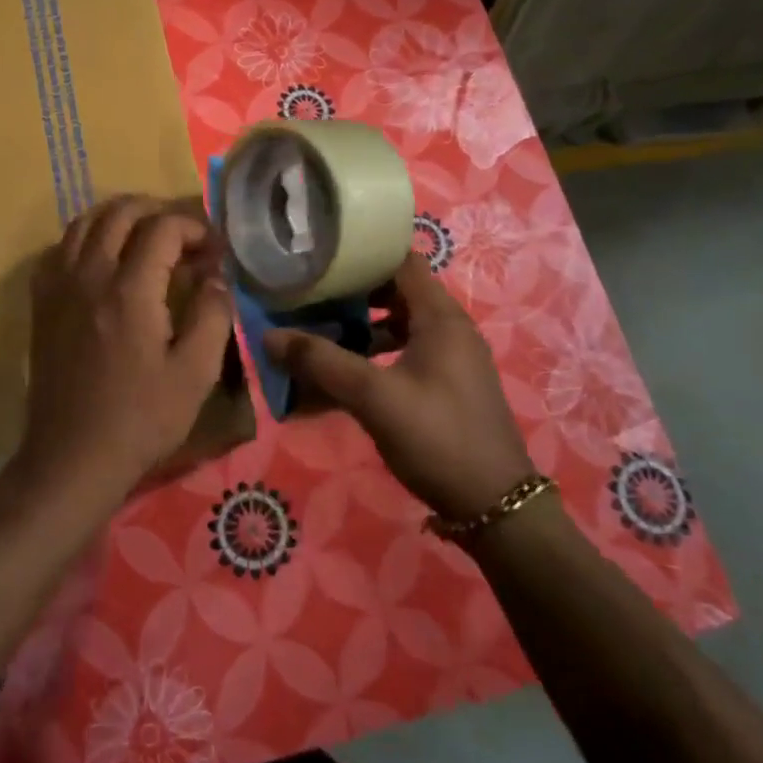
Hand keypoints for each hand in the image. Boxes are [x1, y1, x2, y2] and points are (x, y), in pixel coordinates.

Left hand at [20, 196, 235, 503]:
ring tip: (147, 237)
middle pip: (119, 212)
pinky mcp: (42, 304)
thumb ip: (212, 315)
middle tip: (185, 236)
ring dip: (120, 217)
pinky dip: (86, 239)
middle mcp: (89, 276)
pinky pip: (60, 249)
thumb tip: (215, 276)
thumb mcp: (196, 374)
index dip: (195, 228)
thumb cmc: (141, 420)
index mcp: (130, 290)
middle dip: (158, 211)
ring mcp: (59, 288)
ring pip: (84, 222)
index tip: (214, 252)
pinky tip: (104, 260)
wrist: (73, 457)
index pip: (162, 228)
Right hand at [265, 254, 532, 520]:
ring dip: (360, 329)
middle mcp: (450, 329)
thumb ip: (321, 363)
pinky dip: (375, 357)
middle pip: (396, 293)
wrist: (494, 506)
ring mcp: (451, 359)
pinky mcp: (447, 386)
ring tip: (319, 337)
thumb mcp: (373, 398)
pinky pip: (405, 355)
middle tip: (310, 300)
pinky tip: (345, 379)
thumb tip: (268, 336)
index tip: (320, 261)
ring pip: (399, 327)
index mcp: (441, 318)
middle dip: (352, 296)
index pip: (401, 261)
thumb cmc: (437, 438)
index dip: (362, 256)